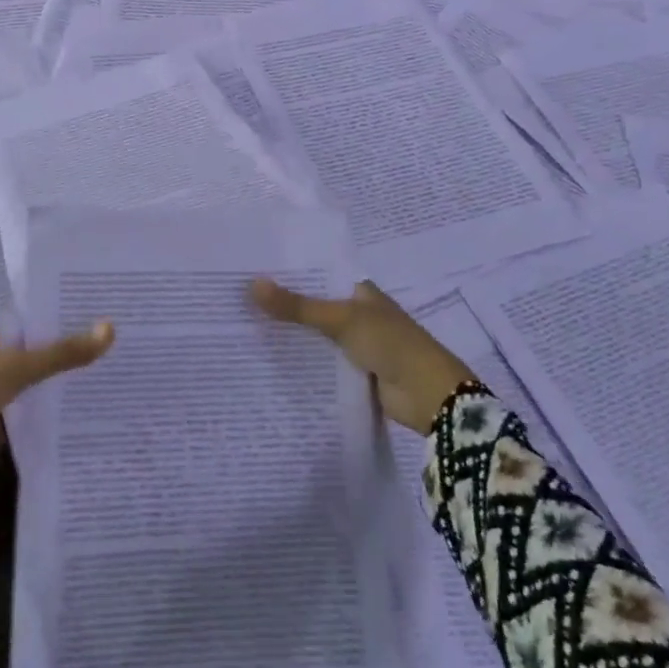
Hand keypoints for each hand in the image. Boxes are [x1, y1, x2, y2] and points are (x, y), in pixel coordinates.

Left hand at [0, 322, 114, 499]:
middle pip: (53, 350)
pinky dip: (67, 410)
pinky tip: (99, 409)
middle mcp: (11, 359)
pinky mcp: (13, 422)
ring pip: (52, 381)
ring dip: (77, 380)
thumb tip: (112, 328)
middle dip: (84, 348)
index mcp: (8, 336)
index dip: (77, 313)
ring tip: (125, 372)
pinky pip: (46, 411)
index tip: (116, 309)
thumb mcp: (21, 367)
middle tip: (130, 341)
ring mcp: (12, 391)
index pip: (48, 317)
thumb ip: (64, 352)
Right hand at [250, 279, 477, 435]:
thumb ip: (298, 306)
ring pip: (316, 336)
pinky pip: (321, 362)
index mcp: (360, 291)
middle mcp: (358, 314)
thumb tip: (252, 284)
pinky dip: (301, 361)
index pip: (318, 275)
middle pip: (314, 306)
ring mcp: (357, 345)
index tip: (250, 271)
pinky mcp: (355, 373)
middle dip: (283, 306)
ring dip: (290, 335)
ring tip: (244, 328)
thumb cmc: (391, 344)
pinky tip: (270, 360)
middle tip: (238, 300)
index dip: (288, 274)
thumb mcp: (342, 320)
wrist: (430, 396)